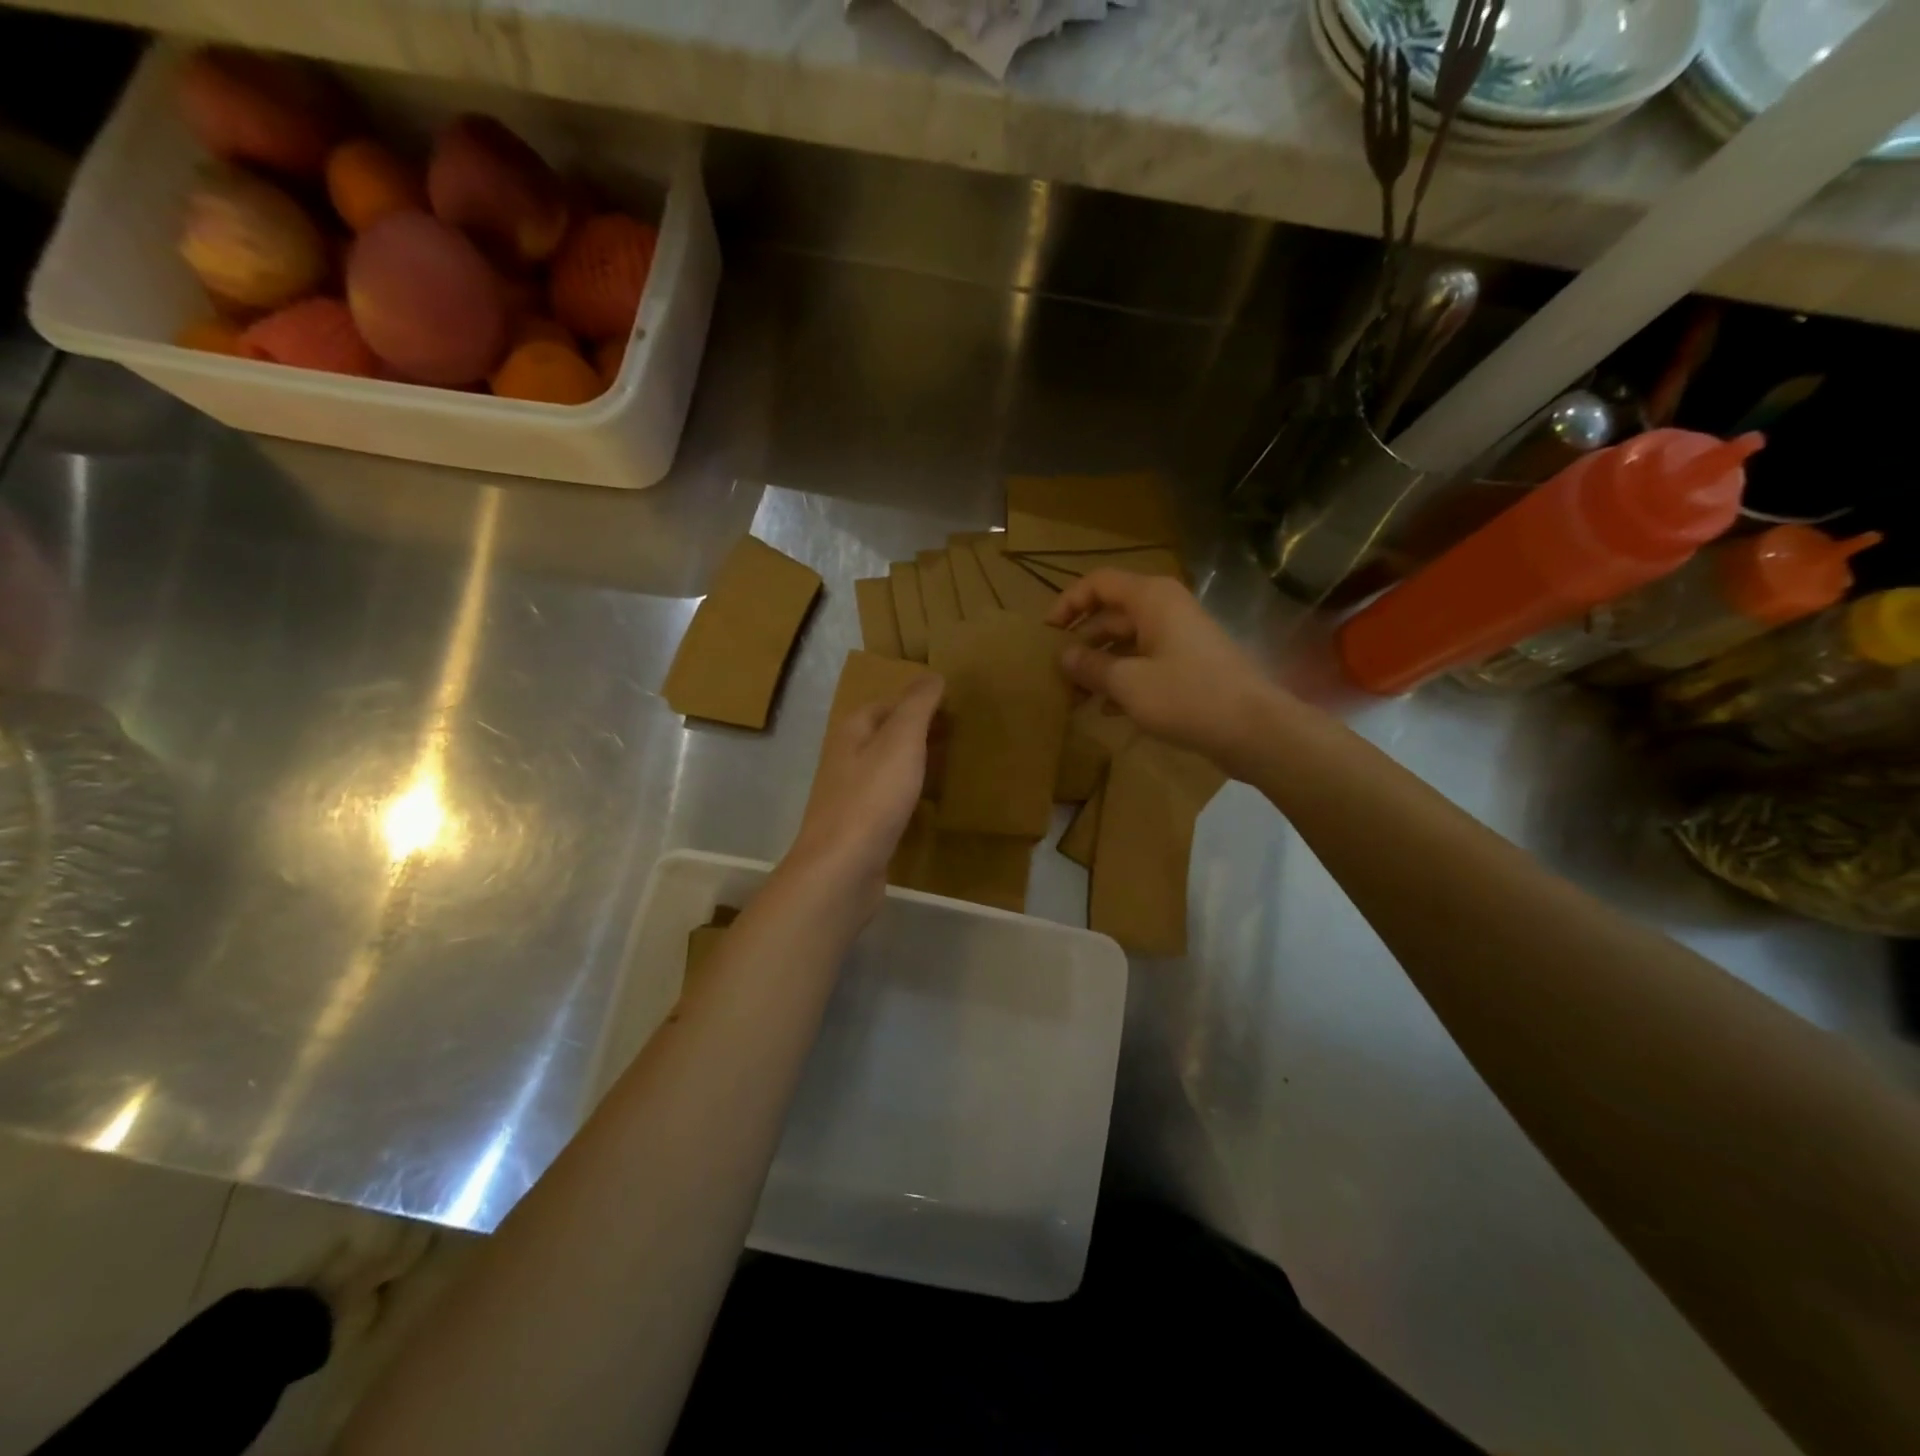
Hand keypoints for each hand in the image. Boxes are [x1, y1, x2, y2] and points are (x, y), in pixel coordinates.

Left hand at [786, 674, 943, 912]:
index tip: (952, 707)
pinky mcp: (861, 828)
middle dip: (918, 732)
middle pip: (885, 736)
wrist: (842, 869)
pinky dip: (909, 795)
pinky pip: (889, 801)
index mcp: (852, 732)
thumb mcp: (901, 741)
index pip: (886, 704)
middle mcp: (846, 759)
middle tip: (958, 735)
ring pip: (887, 769)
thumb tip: (932, 675)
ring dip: (914, 764)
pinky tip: (930, 805)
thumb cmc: (872, 798)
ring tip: (951, 765)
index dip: (916, 702)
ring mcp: (851, 796)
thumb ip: (917, 706)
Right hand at [1047, 571, 1283, 777]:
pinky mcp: (1188, 666)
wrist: (1254, 729)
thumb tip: (1064, 656)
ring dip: (1099, 667)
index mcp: (1151, 598)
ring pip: (1126, 643)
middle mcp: (1165, 610)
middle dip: (1081, 643)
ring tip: (1074, 697)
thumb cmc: (1187, 696)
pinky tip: (1105, 710)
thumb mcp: (1128, 683)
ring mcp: (1179, 638)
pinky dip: (1123, 680)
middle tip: (1056, 674)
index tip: (1046, 634)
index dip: (1068, 603)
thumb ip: (1091, 666)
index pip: (1098, 583)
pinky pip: (1145, 664)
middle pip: (1110, 615)